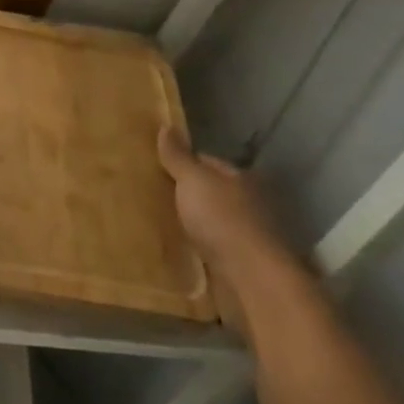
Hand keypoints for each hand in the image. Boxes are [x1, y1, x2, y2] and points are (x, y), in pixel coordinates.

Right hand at [159, 129, 308, 334]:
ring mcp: (247, 236)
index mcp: (240, 178)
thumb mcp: (193, 180)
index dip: (182, 163)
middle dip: (186, 195)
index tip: (155, 168)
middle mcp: (248, 203)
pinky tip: (178, 252)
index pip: (207, 162)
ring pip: (211, 223)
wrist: (252, 279)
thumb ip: (178, 156)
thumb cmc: (222, 219)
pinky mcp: (242, 265)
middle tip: (152, 196)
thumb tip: (166, 125)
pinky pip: (212, 251)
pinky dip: (198, 251)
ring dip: (192, 225)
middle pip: (210, 193)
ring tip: (159, 224)